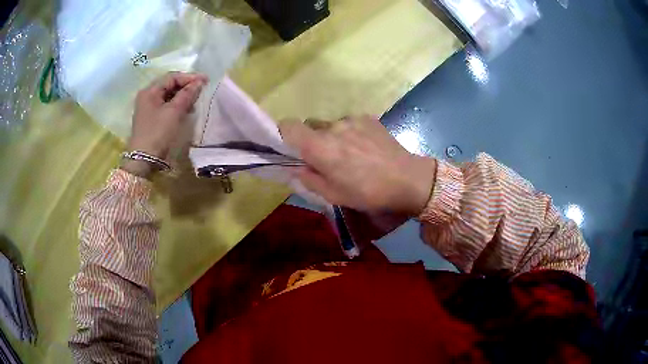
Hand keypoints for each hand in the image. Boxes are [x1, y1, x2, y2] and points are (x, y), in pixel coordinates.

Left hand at [122, 72, 207, 177]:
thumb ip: (187, 94)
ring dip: (182, 96)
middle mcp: (147, 96)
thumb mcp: (174, 112)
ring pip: (168, 95)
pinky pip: (166, 105)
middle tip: (201, 90)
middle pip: (169, 85)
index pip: (172, 77)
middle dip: (186, 86)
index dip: (189, 77)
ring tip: (195, 102)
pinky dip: (177, 105)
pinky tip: (185, 110)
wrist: (143, 160)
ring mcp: (148, 108)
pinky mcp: (151, 118)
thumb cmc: (158, 133)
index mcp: (150, 91)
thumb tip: (199, 82)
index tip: (205, 81)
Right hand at [279, 115, 435, 215]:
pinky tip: (366, 148)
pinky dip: (350, 133)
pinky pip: (349, 123)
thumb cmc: (368, 192)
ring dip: (333, 136)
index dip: (285, 134)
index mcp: (319, 146)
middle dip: (312, 140)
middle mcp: (332, 127)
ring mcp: (351, 119)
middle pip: (310, 125)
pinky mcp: (367, 117)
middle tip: (326, 159)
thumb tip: (295, 168)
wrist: (407, 179)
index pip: (288, 125)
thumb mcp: (334, 195)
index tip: (292, 148)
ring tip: (351, 154)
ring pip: (331, 125)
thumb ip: (309, 179)